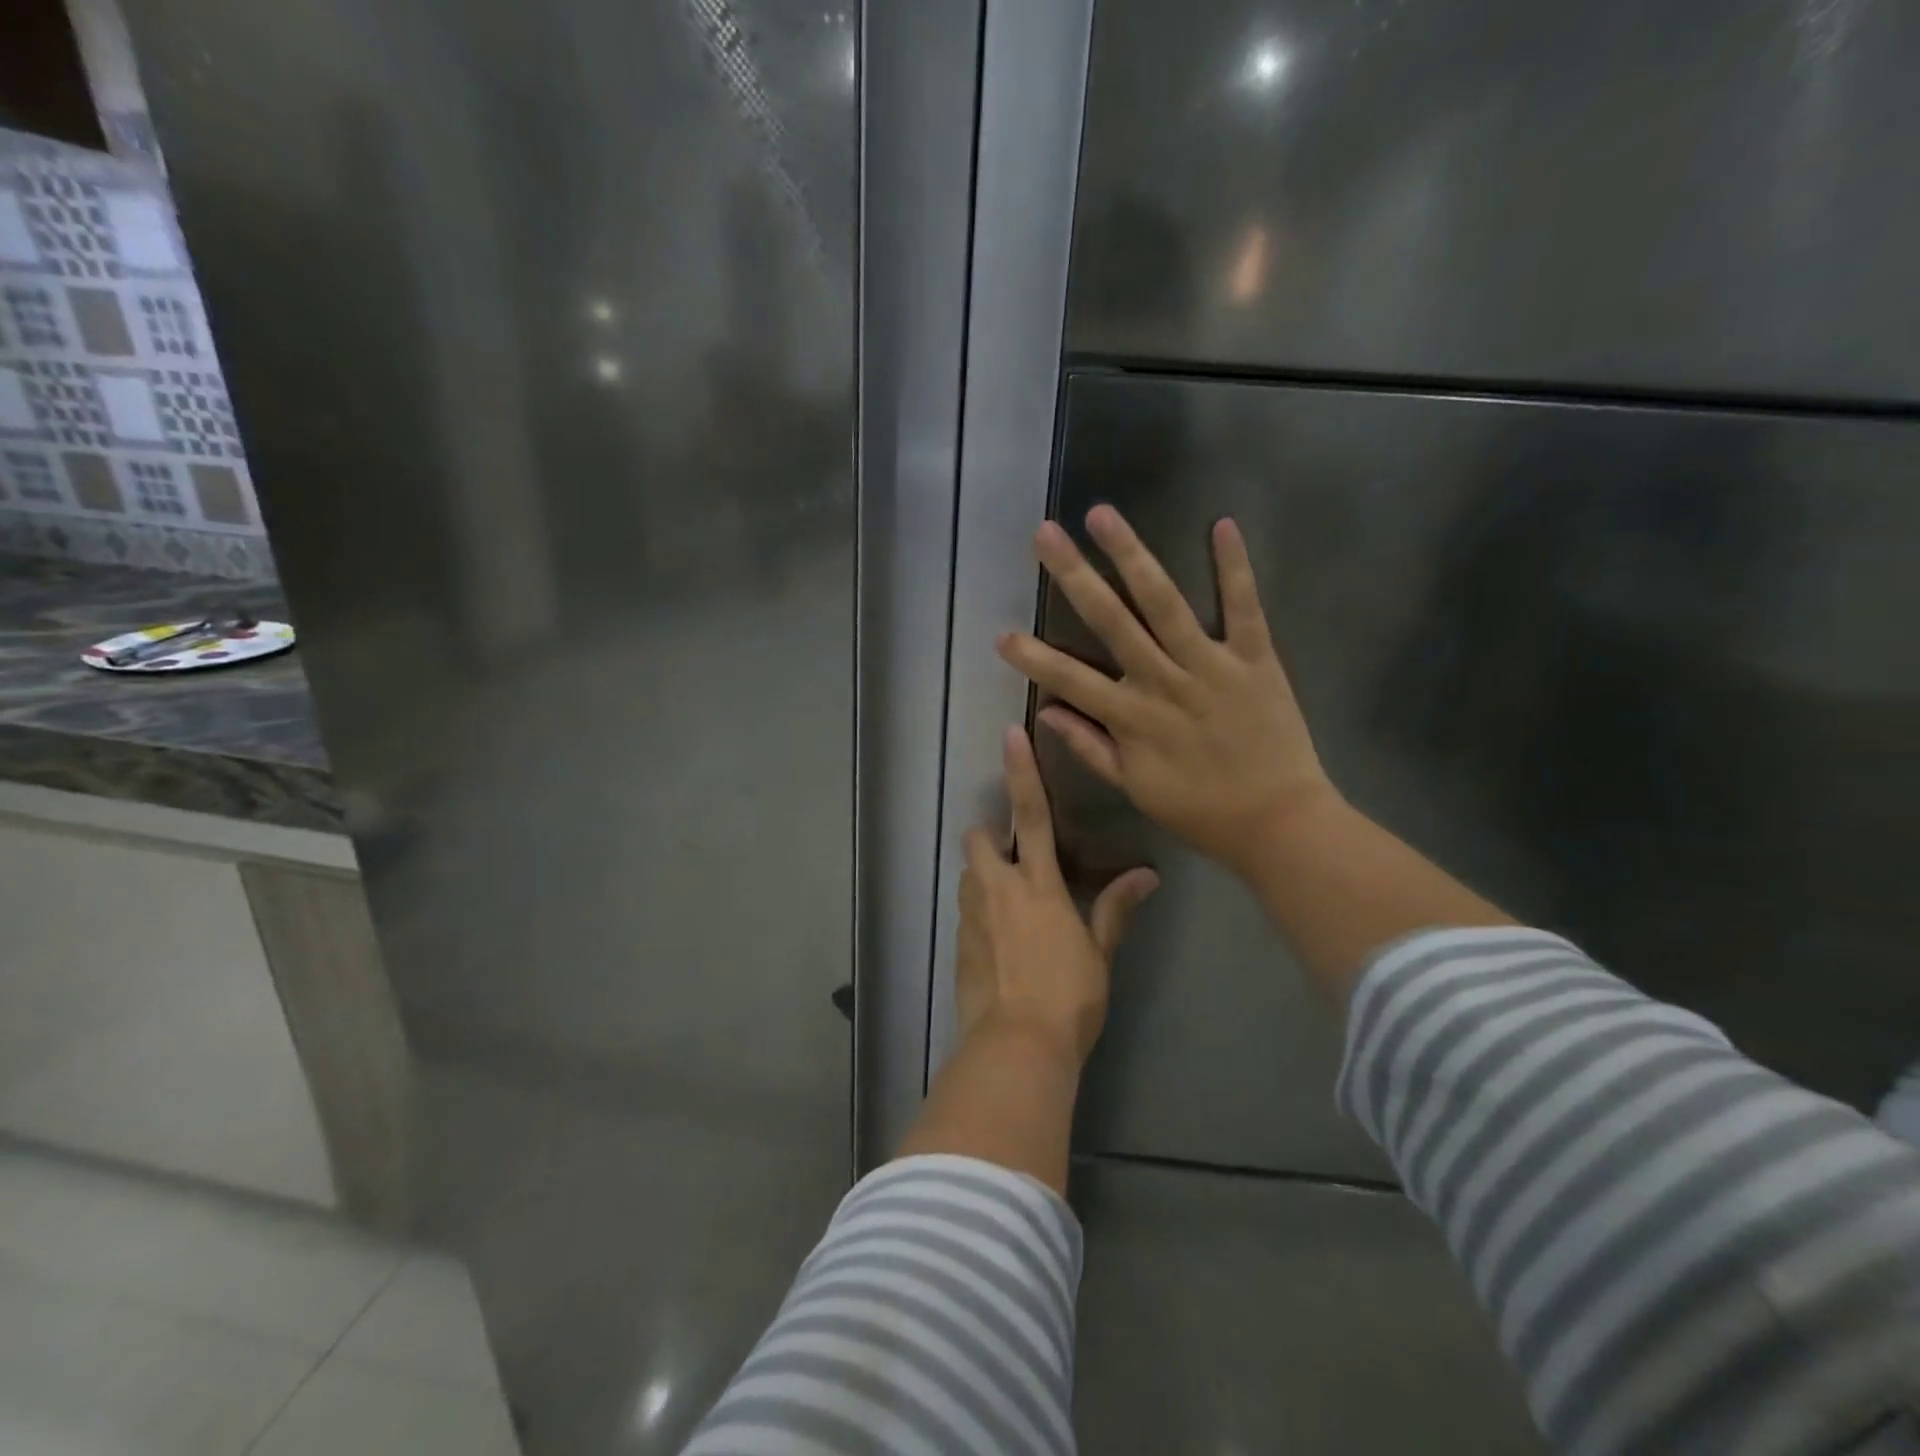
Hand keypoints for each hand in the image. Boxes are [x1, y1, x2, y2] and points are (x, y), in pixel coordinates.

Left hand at [958, 725, 1158, 1066]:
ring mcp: (972, 916)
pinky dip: (979, 910)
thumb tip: (1146, 875)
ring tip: (1010, 901)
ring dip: (984, 874)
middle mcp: (997, 889)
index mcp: (1037, 884)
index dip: (1021, 772)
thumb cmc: (1069, 996)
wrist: (1016, 1046)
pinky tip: (999, 940)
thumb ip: (1115, 908)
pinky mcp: (958, 943)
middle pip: (978, 838)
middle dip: (990, 835)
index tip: (1010, 736)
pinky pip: (965, 911)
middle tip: (1014, 857)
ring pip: (968, 874)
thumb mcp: (1099, 952)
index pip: (1031, 815)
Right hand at [997, 505, 1336, 878]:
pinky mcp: (1255, 658)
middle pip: (1111, 621)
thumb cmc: (1200, 810)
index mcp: (1131, 717)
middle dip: (1074, 576)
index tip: (1000, 635)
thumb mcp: (1135, 788)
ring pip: (1164, 603)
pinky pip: (1244, 607)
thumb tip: (1046, 713)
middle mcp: (1163, 681)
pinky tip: (1222, 524)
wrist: (1278, 821)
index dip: (1032, 658)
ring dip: (1131, 556)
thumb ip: (1089, 748)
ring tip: (1102, 516)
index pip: (1069, 680)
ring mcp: (1209, 665)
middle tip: (1045, 534)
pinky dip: (1234, 567)